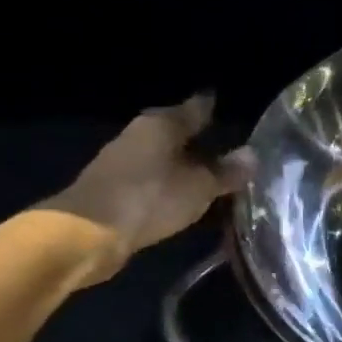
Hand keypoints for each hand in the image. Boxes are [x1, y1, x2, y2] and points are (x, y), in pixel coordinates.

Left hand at [39, 93, 253, 285]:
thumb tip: (253, 154)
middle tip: (228, 145)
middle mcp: (139, 136)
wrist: (87, 234)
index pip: (195, 108)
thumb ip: (227, 171)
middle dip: (200, 139)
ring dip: (184, 164)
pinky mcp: (115, 189)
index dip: (212, 108)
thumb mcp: (200, 186)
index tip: (225, 106)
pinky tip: (186, 194)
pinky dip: (171, 184)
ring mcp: (123, 163)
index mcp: (161, 125)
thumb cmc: (151, 197)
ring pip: (164, 157)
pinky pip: (153, 180)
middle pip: (176, 132)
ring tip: (212, 174)